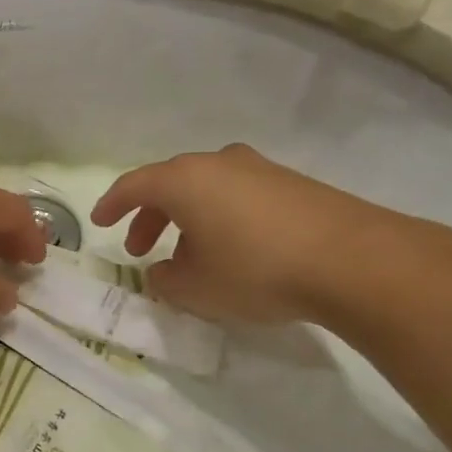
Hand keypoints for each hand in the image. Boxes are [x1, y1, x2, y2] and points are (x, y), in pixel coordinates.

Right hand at [90, 144, 420, 325]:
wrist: (352, 260)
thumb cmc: (255, 270)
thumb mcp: (196, 288)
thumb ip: (166, 280)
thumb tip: (163, 271)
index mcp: (184, 180)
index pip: (134, 185)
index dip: (112, 204)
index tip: (99, 222)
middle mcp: (218, 163)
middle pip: (171, 184)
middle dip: (151, 216)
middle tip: (142, 249)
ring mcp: (259, 169)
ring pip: (207, 189)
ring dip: (188, 218)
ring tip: (190, 255)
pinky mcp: (292, 184)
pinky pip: (239, 195)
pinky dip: (222, 217)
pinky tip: (234, 249)